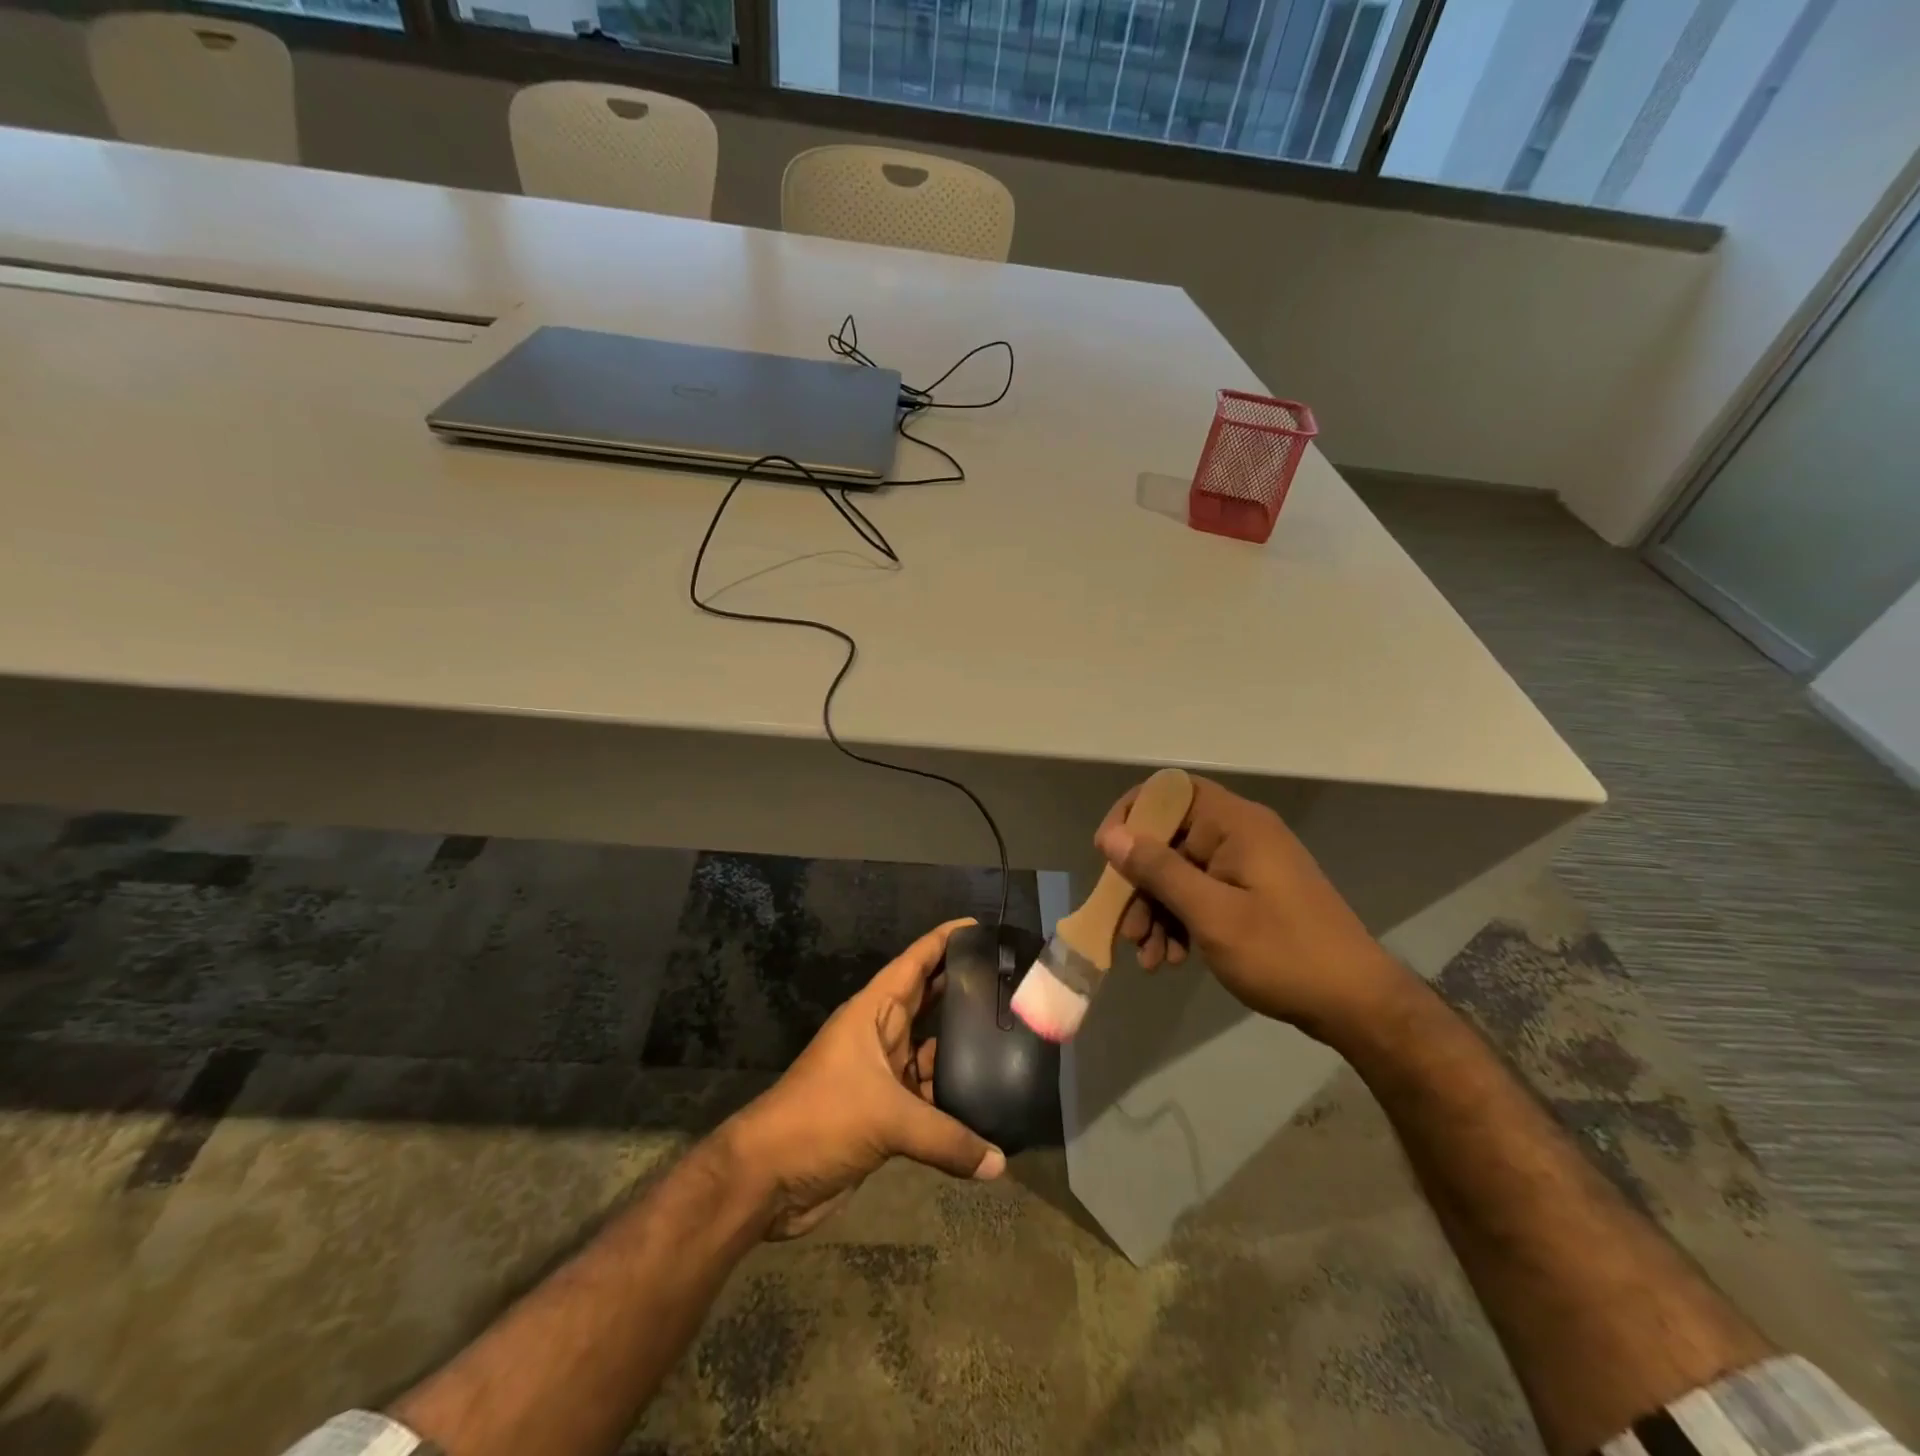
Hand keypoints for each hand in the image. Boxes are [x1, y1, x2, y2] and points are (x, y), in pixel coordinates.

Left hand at [721, 917, 1005, 1238]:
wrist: (769, 1178)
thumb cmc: (822, 1118)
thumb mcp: (885, 1119)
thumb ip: (946, 1137)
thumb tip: (1000, 1163)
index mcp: (873, 1013)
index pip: (914, 962)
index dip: (944, 940)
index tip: (981, 926)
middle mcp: (881, 1035)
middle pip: (928, 1000)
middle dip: (962, 987)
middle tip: (1008, 980)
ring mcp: (883, 1074)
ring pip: (930, 1050)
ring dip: (961, 1045)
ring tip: (1009, 1036)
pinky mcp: (885, 1112)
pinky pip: (927, 1093)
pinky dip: (952, 1096)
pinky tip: (987, 1099)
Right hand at [1096, 776, 1410, 1038]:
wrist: (1357, 1005)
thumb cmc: (1283, 953)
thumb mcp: (1211, 914)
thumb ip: (1158, 870)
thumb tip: (1112, 836)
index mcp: (1235, 824)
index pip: (1170, 792)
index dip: (1132, 815)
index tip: (1108, 856)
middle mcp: (1239, 835)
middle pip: (1169, 839)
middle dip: (1140, 884)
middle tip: (1126, 929)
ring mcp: (1246, 866)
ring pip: (1180, 872)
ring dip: (1157, 911)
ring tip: (1150, 959)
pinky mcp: (1250, 894)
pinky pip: (1201, 894)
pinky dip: (1180, 922)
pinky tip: (1172, 959)